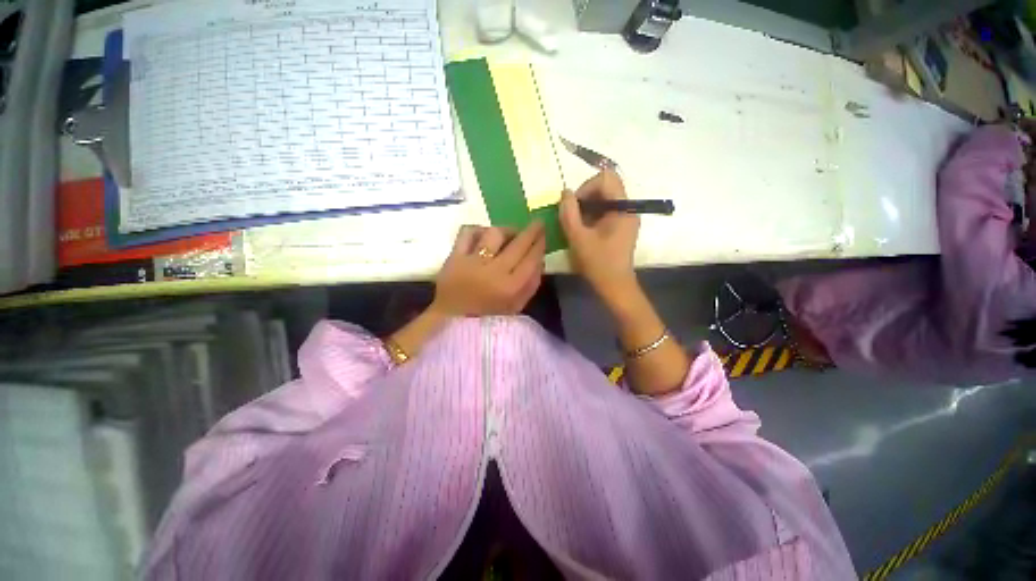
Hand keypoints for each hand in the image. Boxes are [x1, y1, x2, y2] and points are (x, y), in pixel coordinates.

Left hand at [431, 223, 545, 316]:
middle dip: (531, 231)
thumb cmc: (488, 317)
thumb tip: (540, 259)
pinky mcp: (454, 257)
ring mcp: (472, 262)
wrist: (452, 322)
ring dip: (506, 230)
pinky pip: (467, 233)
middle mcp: (493, 272)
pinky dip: (478, 230)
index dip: (540, 244)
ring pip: (494, 234)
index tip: (544, 235)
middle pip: (517, 244)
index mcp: (510, 287)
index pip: (531, 259)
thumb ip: (531, 284)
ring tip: (509, 233)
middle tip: (537, 223)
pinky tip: (484, 234)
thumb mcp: (517, 306)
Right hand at [560, 170, 639, 302]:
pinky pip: (606, 210)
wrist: (615, 286)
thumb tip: (565, 192)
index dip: (586, 187)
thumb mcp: (578, 238)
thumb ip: (569, 213)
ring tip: (576, 223)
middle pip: (606, 186)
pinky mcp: (621, 226)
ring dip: (587, 206)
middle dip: (585, 196)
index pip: (606, 178)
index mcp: (623, 208)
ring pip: (605, 198)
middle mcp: (628, 208)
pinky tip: (583, 229)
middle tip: (572, 214)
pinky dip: (592, 214)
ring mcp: (626, 217)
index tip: (574, 205)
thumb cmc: (598, 263)